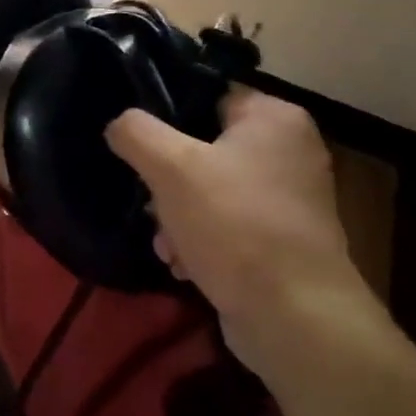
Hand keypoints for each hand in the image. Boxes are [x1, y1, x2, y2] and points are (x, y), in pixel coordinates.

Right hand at [105, 88, 384, 378]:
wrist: (296, 321)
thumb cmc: (235, 225)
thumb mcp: (170, 166)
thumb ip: (135, 132)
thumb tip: (119, 125)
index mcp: (274, 117)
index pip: (205, 95)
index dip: (165, 115)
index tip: (135, 141)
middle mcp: (289, 150)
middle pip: (202, 146)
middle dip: (167, 180)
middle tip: (149, 201)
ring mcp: (290, 199)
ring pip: (209, 189)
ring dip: (177, 214)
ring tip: (166, 242)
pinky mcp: (282, 241)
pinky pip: (227, 224)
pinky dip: (201, 239)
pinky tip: (183, 263)